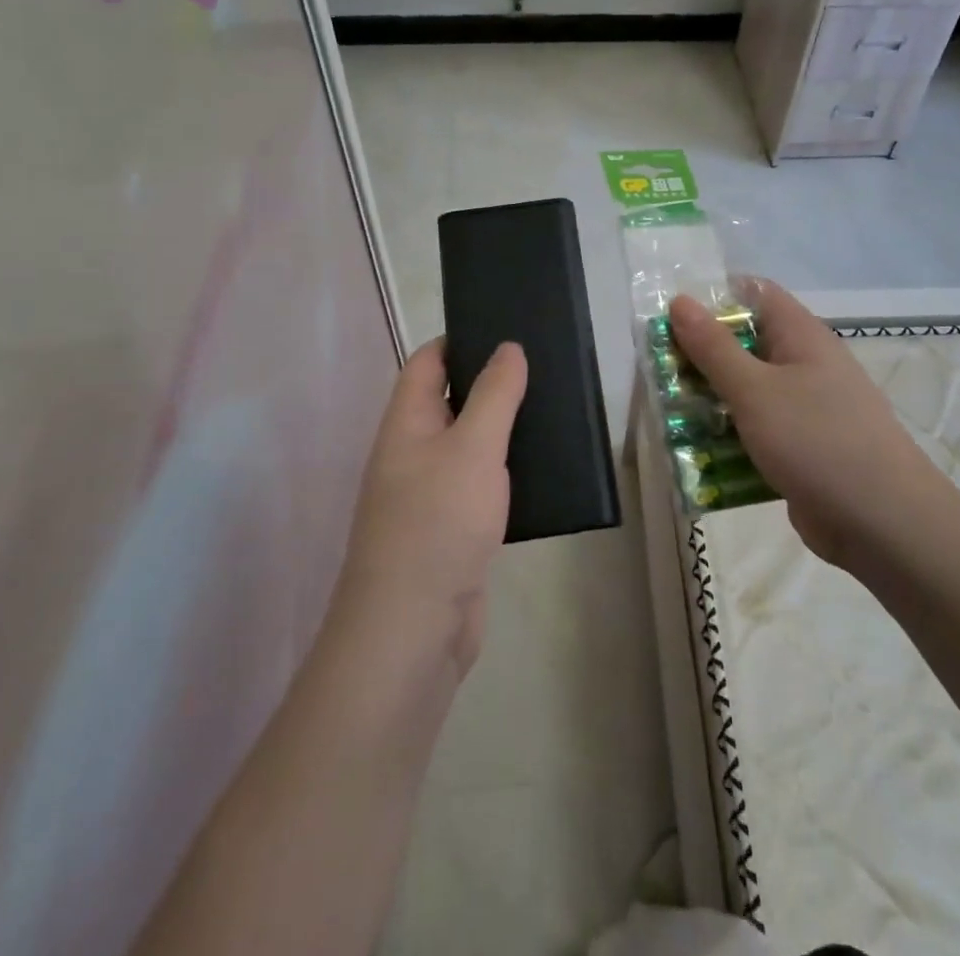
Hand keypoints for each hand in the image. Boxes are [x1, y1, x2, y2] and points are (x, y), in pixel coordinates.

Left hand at [335, 338, 526, 677]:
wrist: (413, 630)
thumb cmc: (438, 523)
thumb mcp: (472, 447)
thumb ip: (494, 394)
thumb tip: (508, 347)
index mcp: (406, 422)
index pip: (428, 361)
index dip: (462, 339)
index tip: (508, 328)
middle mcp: (413, 451)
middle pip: (450, 399)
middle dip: (491, 382)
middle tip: (544, 365)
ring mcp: (431, 493)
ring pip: (469, 444)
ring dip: (502, 427)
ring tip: (553, 408)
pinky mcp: (453, 529)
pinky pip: (481, 484)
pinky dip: (506, 471)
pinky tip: (543, 467)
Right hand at [669, 280, 938, 566]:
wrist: (883, 524)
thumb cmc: (817, 441)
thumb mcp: (755, 390)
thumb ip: (714, 348)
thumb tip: (680, 300)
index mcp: (801, 336)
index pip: (754, 294)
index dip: (713, 297)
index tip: (672, 318)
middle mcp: (804, 364)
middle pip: (745, 344)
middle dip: (701, 355)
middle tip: (659, 371)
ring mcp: (805, 408)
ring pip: (747, 391)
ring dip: (710, 400)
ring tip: (668, 414)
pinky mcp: (801, 447)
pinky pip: (756, 430)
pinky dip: (729, 437)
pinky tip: (698, 454)